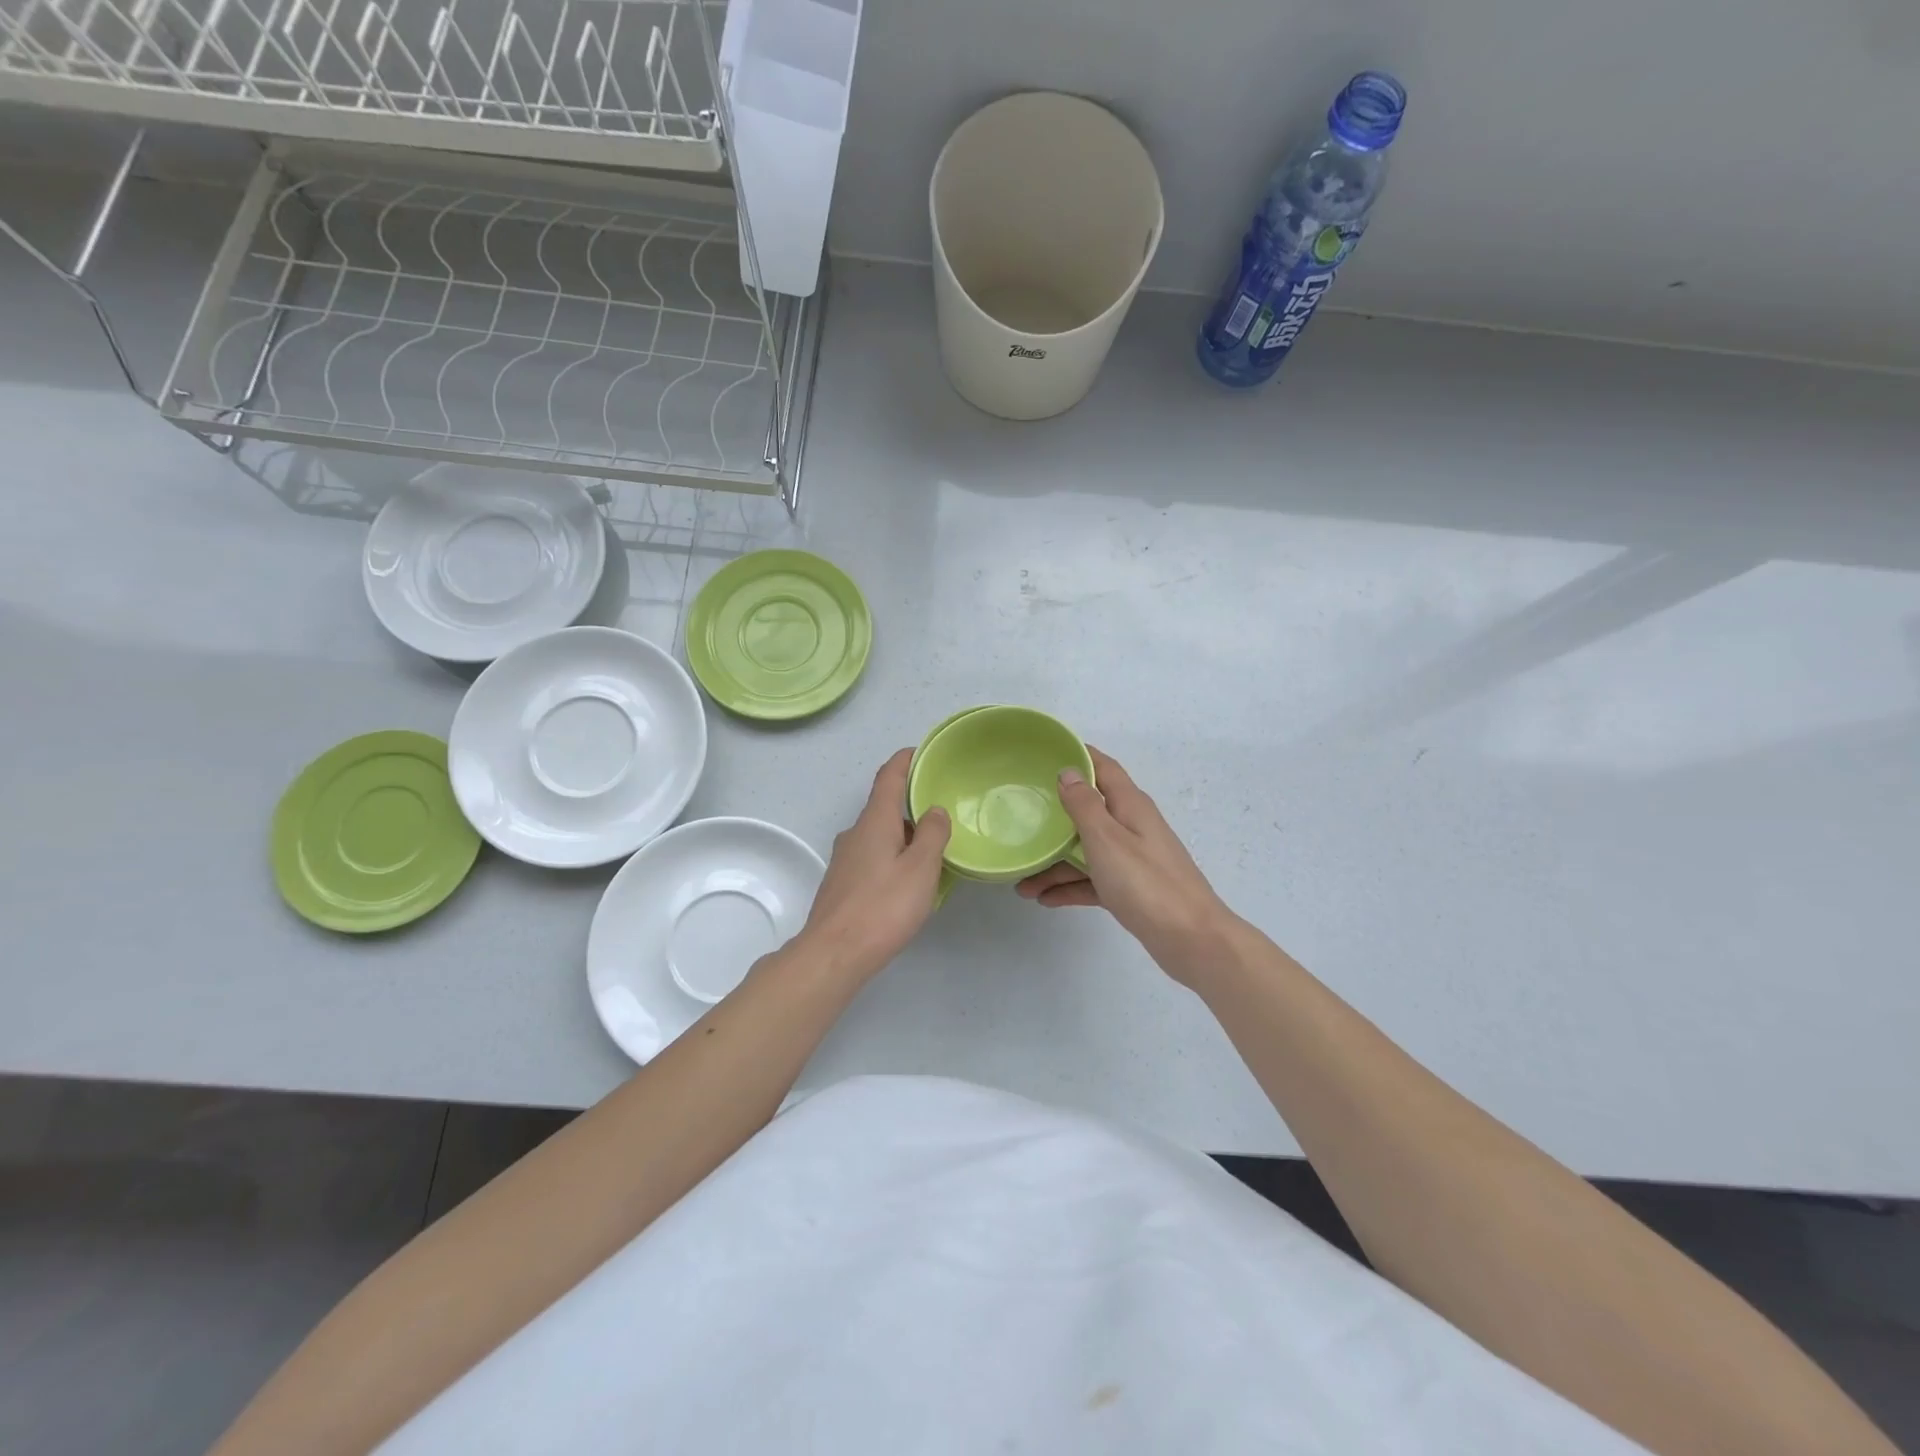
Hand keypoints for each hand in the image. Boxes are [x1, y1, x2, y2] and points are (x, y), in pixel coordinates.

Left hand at [795, 748, 950, 982]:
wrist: (834, 954)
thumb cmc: (882, 907)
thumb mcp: (920, 868)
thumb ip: (932, 834)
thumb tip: (934, 810)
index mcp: (874, 821)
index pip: (888, 776)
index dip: (906, 760)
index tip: (925, 752)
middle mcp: (855, 833)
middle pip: (884, 805)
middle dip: (911, 801)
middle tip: (943, 807)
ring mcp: (845, 859)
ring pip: (879, 834)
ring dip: (905, 833)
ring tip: (934, 847)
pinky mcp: (843, 884)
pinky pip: (873, 856)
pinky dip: (894, 855)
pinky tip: (909, 879)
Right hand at [1016, 747, 1232, 982]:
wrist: (1191, 940)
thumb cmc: (1146, 884)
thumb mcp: (1107, 839)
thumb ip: (1085, 805)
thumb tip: (1068, 771)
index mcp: (1130, 806)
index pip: (1102, 768)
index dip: (1077, 757)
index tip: (1043, 754)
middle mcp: (1132, 826)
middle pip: (1089, 811)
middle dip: (1055, 817)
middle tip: (1020, 818)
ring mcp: (1133, 859)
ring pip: (1087, 851)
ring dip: (1056, 863)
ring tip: (1022, 882)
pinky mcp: (1131, 889)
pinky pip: (1094, 880)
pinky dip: (1071, 887)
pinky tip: (1044, 898)